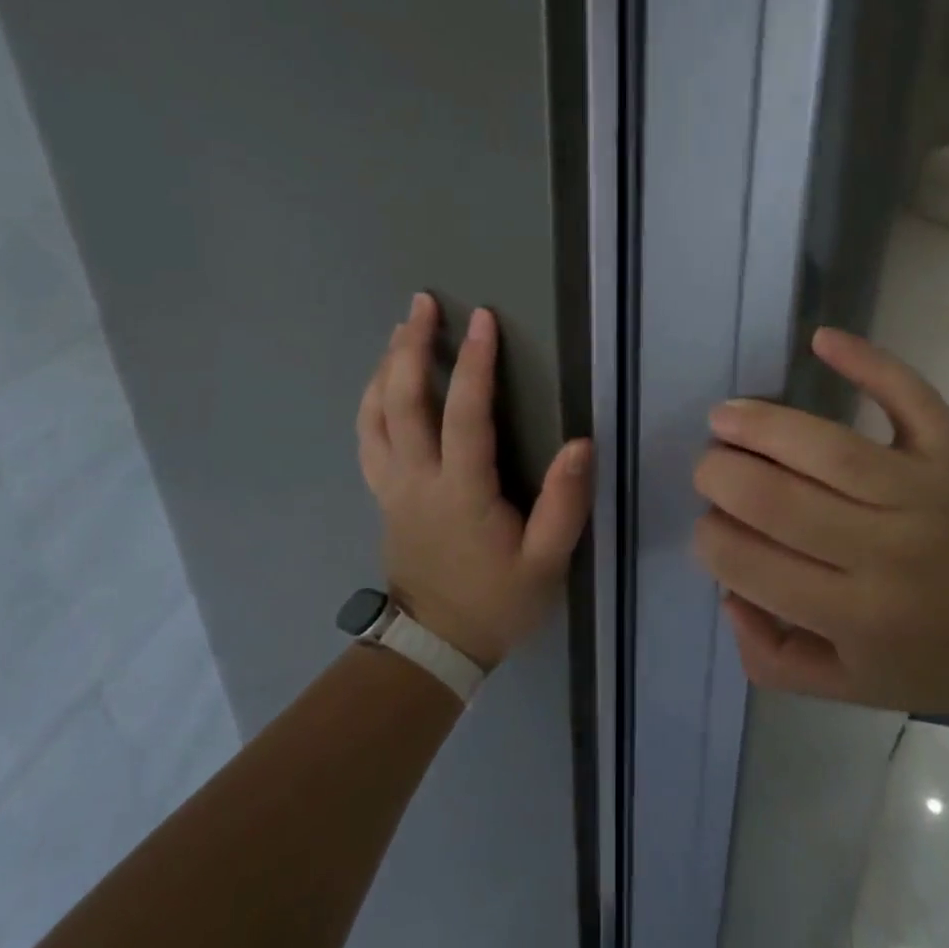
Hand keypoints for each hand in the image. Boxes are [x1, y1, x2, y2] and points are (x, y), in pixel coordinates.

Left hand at [357, 292, 592, 670]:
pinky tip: (381, 382)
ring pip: (375, 415)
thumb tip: (581, 444)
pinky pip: (367, 438)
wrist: (436, 645)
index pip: (465, 414)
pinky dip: (371, 401)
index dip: (474, 363)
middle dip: (411, 346)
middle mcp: (418, 479)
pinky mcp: (384, 495)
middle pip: (403, 401)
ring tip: (401, 330)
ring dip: (385, 366)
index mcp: (462, 492)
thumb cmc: (497, 602)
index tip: (482, 319)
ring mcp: (392, 486)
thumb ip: (564, 504)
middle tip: (422, 303)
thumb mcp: (546, 562)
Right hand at [692, 327, 948, 716]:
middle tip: (708, 469)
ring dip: (760, 424)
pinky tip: (821, 340)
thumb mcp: (857, 689)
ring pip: (825, 447)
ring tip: (723, 417)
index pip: (752, 565)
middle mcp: (886, 552)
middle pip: (777, 500)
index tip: (709, 527)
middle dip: (720, 477)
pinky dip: (866, 362)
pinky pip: (907, 396)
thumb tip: (728, 596)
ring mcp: (924, 491)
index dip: (711, 538)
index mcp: (857, 616)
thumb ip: (776, 660)